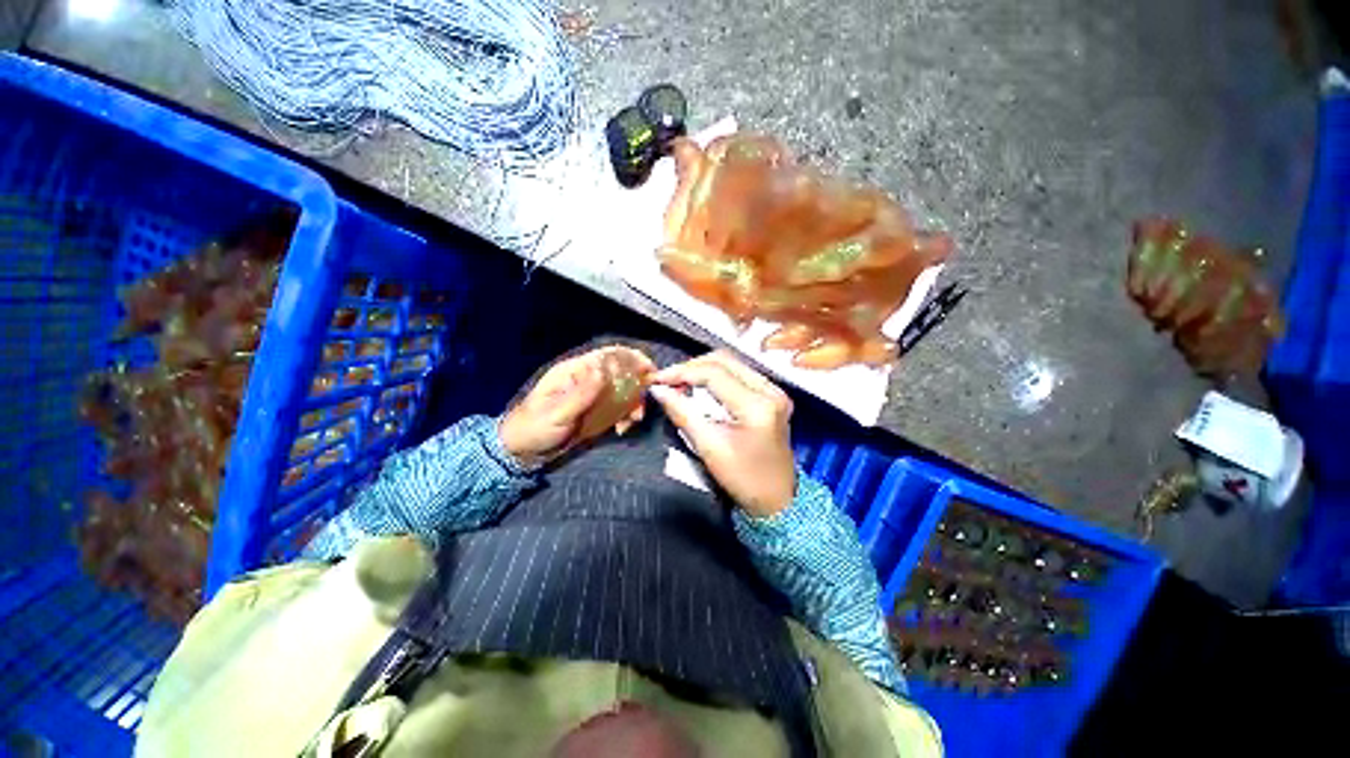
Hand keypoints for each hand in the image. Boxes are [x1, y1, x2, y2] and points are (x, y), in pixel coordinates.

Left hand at [499, 346, 654, 467]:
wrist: (522, 452)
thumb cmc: (534, 428)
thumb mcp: (556, 413)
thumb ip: (581, 393)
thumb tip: (603, 369)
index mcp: (576, 371)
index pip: (609, 355)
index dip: (632, 358)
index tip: (651, 372)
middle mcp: (588, 379)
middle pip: (622, 372)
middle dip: (637, 386)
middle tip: (642, 406)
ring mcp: (594, 396)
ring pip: (624, 391)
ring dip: (634, 404)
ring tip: (632, 421)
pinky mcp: (596, 412)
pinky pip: (619, 409)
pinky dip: (626, 416)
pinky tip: (623, 429)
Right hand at [649, 351, 795, 517]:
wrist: (778, 499)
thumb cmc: (743, 479)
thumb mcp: (709, 448)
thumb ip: (683, 413)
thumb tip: (658, 390)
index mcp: (757, 405)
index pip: (714, 373)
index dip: (682, 372)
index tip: (657, 380)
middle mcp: (770, 390)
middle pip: (724, 360)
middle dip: (691, 367)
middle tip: (668, 380)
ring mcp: (775, 390)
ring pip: (732, 363)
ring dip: (703, 369)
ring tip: (680, 382)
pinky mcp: (773, 394)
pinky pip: (740, 373)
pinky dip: (717, 376)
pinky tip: (701, 386)